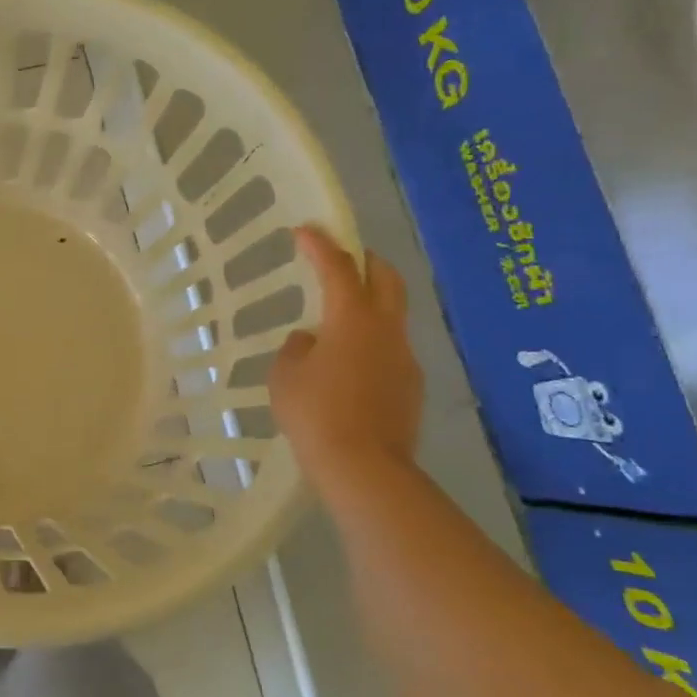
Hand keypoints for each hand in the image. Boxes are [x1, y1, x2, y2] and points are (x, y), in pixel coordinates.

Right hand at [269, 225, 422, 477]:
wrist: (364, 467)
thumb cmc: (314, 413)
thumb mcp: (285, 377)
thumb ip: (296, 349)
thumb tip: (311, 340)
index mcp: (351, 319)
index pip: (337, 268)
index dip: (320, 245)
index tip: (305, 230)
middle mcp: (386, 330)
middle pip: (386, 279)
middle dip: (365, 261)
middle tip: (344, 257)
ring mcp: (404, 358)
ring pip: (392, 315)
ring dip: (369, 305)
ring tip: (339, 321)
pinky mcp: (411, 386)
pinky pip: (390, 349)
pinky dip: (372, 342)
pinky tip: (349, 366)